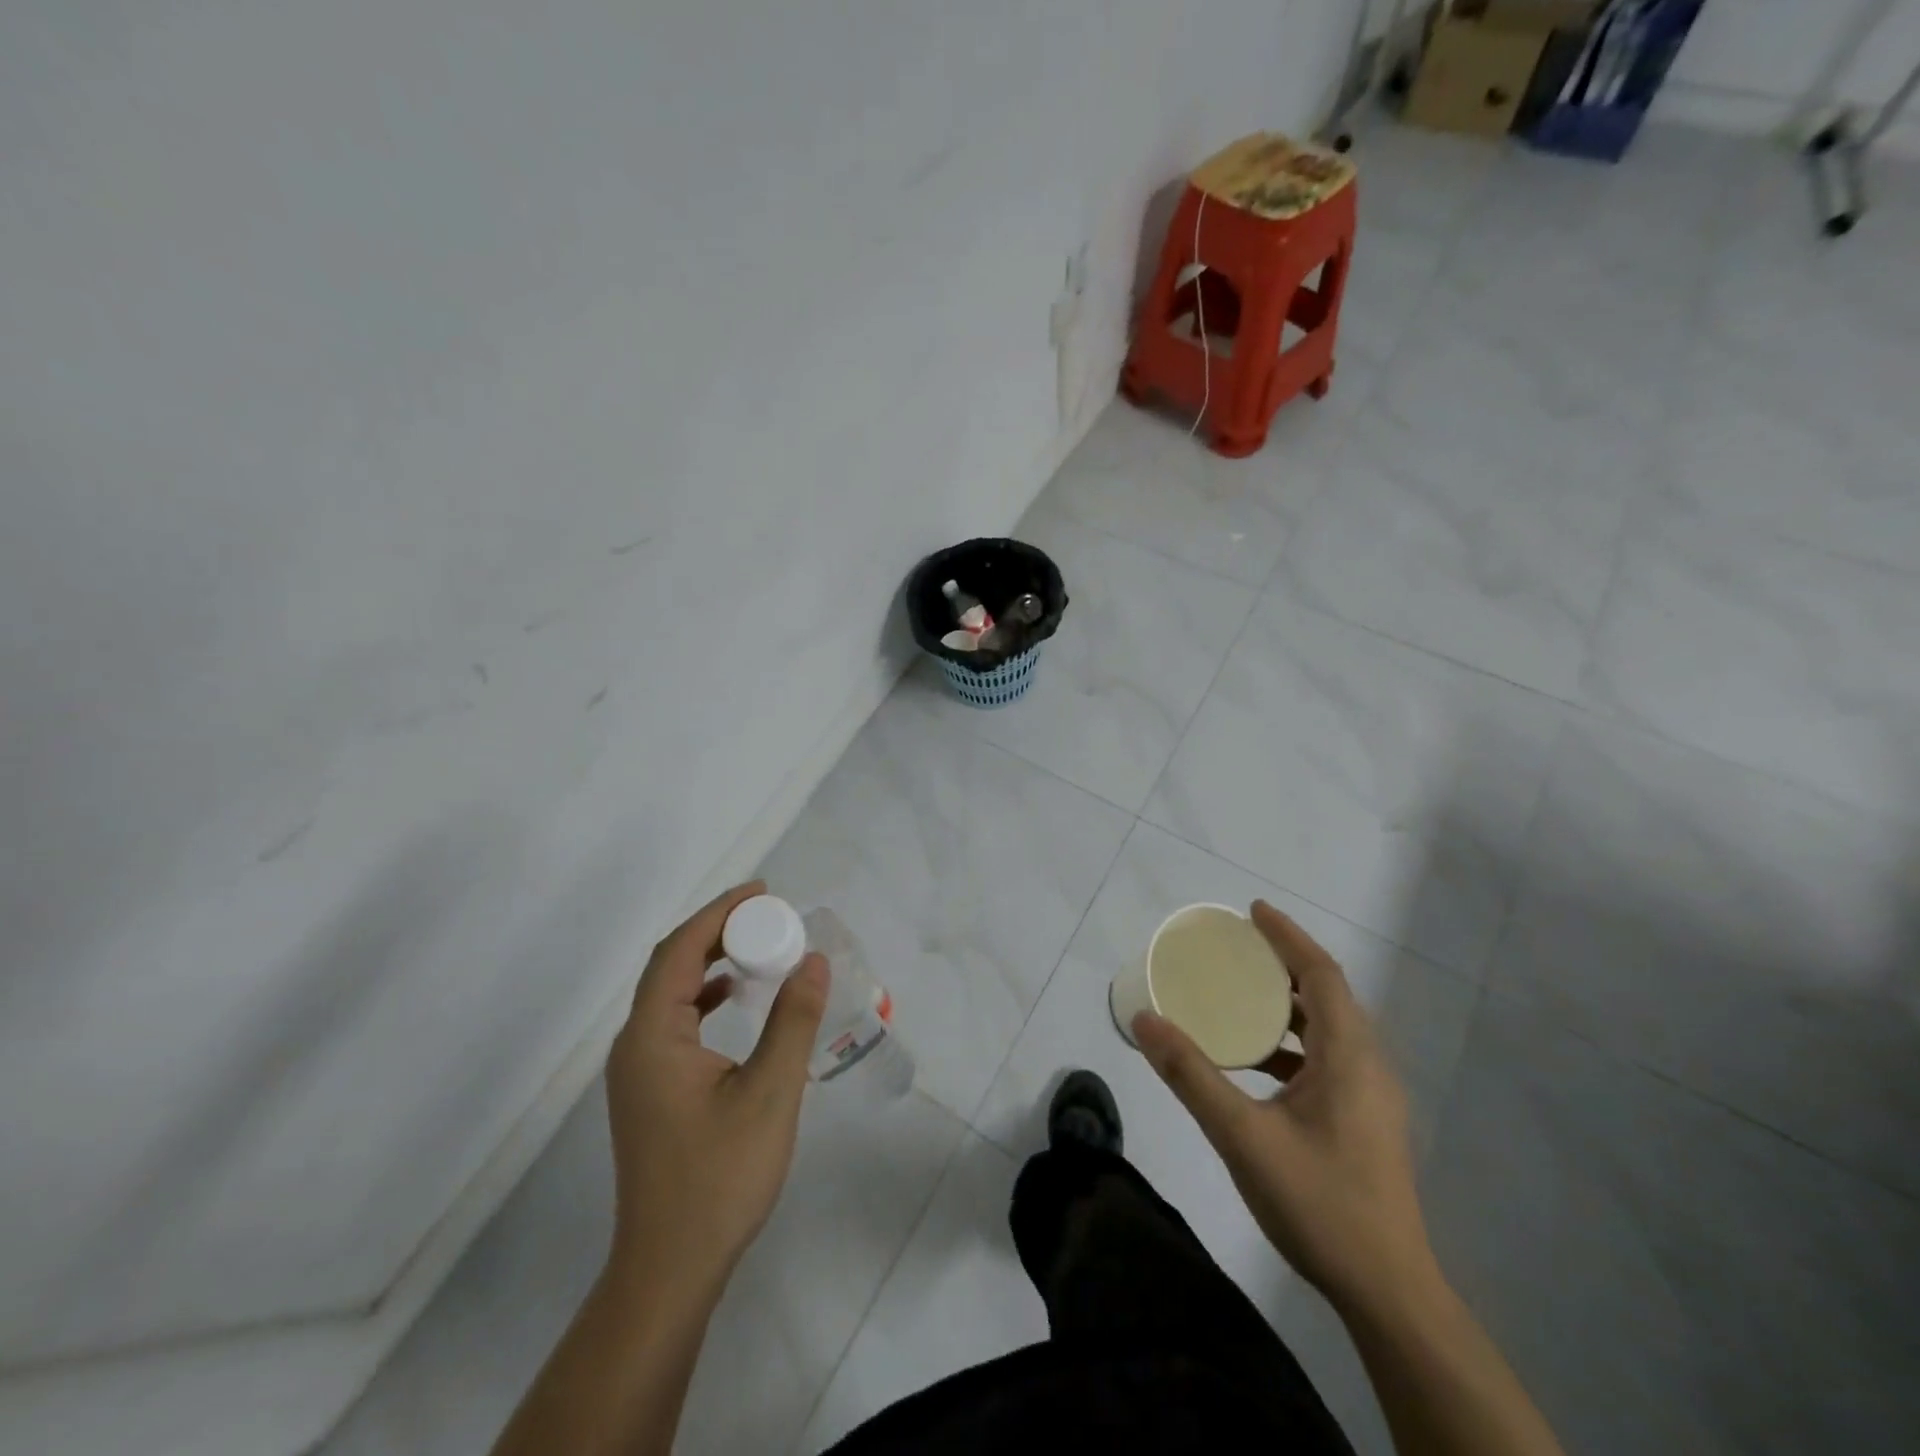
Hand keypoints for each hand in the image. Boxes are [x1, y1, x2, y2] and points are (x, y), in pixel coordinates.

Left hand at [603, 880, 828, 1301]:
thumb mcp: (770, 1093)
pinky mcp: (650, 1090)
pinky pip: (674, 1020)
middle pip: (670, 965)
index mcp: (652, 1037)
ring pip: (670, 992)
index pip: (679, 951)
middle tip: (768, 916)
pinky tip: (733, 998)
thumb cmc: (720, 1178)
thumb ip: (793, 1020)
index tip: (762, 892)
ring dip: (710, 961)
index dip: (719, 912)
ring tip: (757, 947)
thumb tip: (813, 960)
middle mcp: (635, 1044)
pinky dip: (704, 996)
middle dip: (717, 931)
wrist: (671, 1268)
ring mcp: (638, 1070)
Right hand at [1132, 901, 1438, 1317]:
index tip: (1253, 911)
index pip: (1322, 974)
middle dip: (1285, 963)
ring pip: (1330, 1027)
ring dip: (1289, 1003)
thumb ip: (1191, 1075)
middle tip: (1238, 948)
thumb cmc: (1319, 1203)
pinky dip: (1292, 1041)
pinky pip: (1328, 1057)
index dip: (1288, 936)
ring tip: (1241, 994)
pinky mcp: (1364, 1120)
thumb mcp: (1242, 1136)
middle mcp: (1367, 1065)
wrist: (1387, 1292)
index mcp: (1349, 1056)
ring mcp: (1370, 1096)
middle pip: (1328, 994)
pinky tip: (1256, 1061)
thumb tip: (1145, 1020)